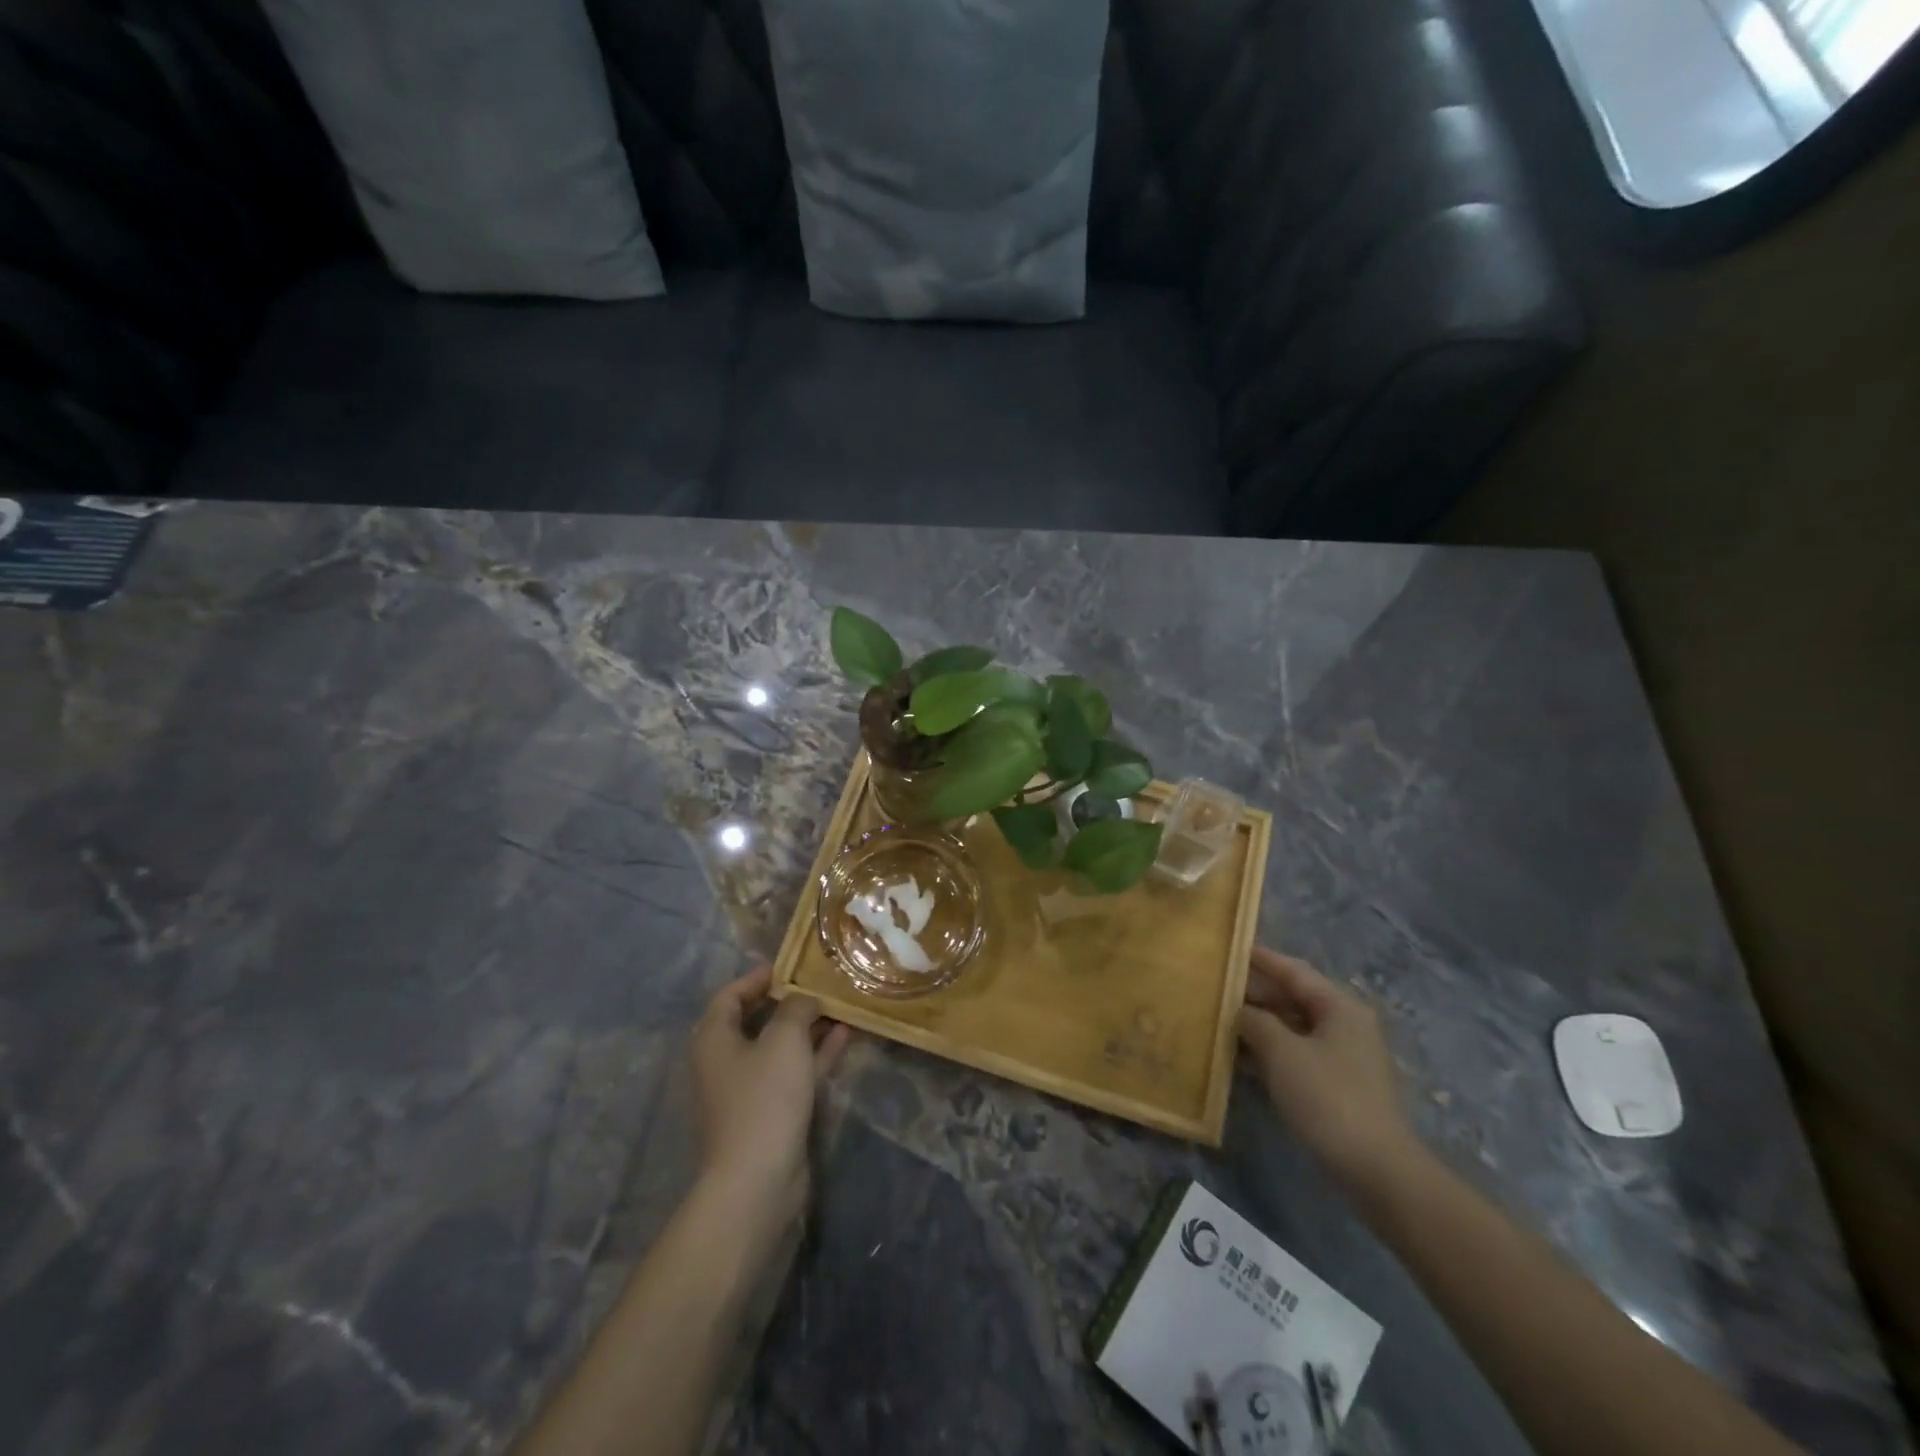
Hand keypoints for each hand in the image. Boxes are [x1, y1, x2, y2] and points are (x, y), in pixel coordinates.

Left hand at [689, 967, 849, 1239]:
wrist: (757, 1180)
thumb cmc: (764, 1097)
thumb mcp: (784, 1038)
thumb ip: (796, 1008)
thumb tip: (804, 999)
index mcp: (715, 1038)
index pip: (730, 995)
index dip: (757, 977)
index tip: (789, 965)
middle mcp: (725, 1061)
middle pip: (756, 1020)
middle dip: (789, 1001)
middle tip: (820, 983)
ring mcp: (748, 1090)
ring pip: (779, 1047)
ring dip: (808, 1027)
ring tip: (840, 1006)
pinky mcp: (770, 1113)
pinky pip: (793, 1072)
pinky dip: (814, 1054)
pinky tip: (844, 1036)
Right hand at [1236, 946, 1418, 1196]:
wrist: (1376, 1170)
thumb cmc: (1328, 1098)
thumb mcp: (1282, 1052)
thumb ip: (1255, 1021)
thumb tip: (1239, 1010)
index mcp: (1339, 1007)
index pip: (1293, 971)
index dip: (1260, 959)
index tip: (1229, 949)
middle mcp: (1344, 1025)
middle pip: (1293, 998)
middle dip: (1254, 994)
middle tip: (1215, 987)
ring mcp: (1343, 1058)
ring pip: (1292, 1029)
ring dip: (1258, 1025)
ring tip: (1218, 1020)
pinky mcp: (1337, 1087)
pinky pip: (1296, 1056)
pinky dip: (1269, 1053)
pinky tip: (1239, 1059)